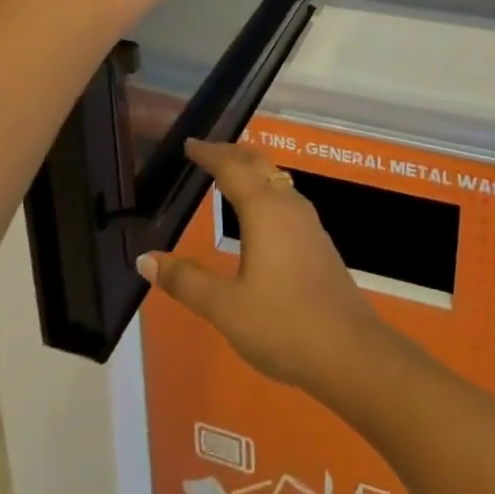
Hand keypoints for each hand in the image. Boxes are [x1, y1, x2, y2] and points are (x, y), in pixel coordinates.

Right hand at [139, 140, 393, 397]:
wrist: (348, 349)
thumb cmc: (282, 324)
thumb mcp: (225, 307)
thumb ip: (186, 281)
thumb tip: (146, 259)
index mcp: (264, 209)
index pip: (231, 168)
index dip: (209, 154)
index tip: (190, 144)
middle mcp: (288, 204)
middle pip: (258, 164)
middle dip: (231, 153)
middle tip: (206, 152)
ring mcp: (308, 221)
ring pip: (276, 179)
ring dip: (251, 170)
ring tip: (230, 175)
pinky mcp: (317, 240)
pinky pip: (286, 198)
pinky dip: (265, 190)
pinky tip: (260, 214)